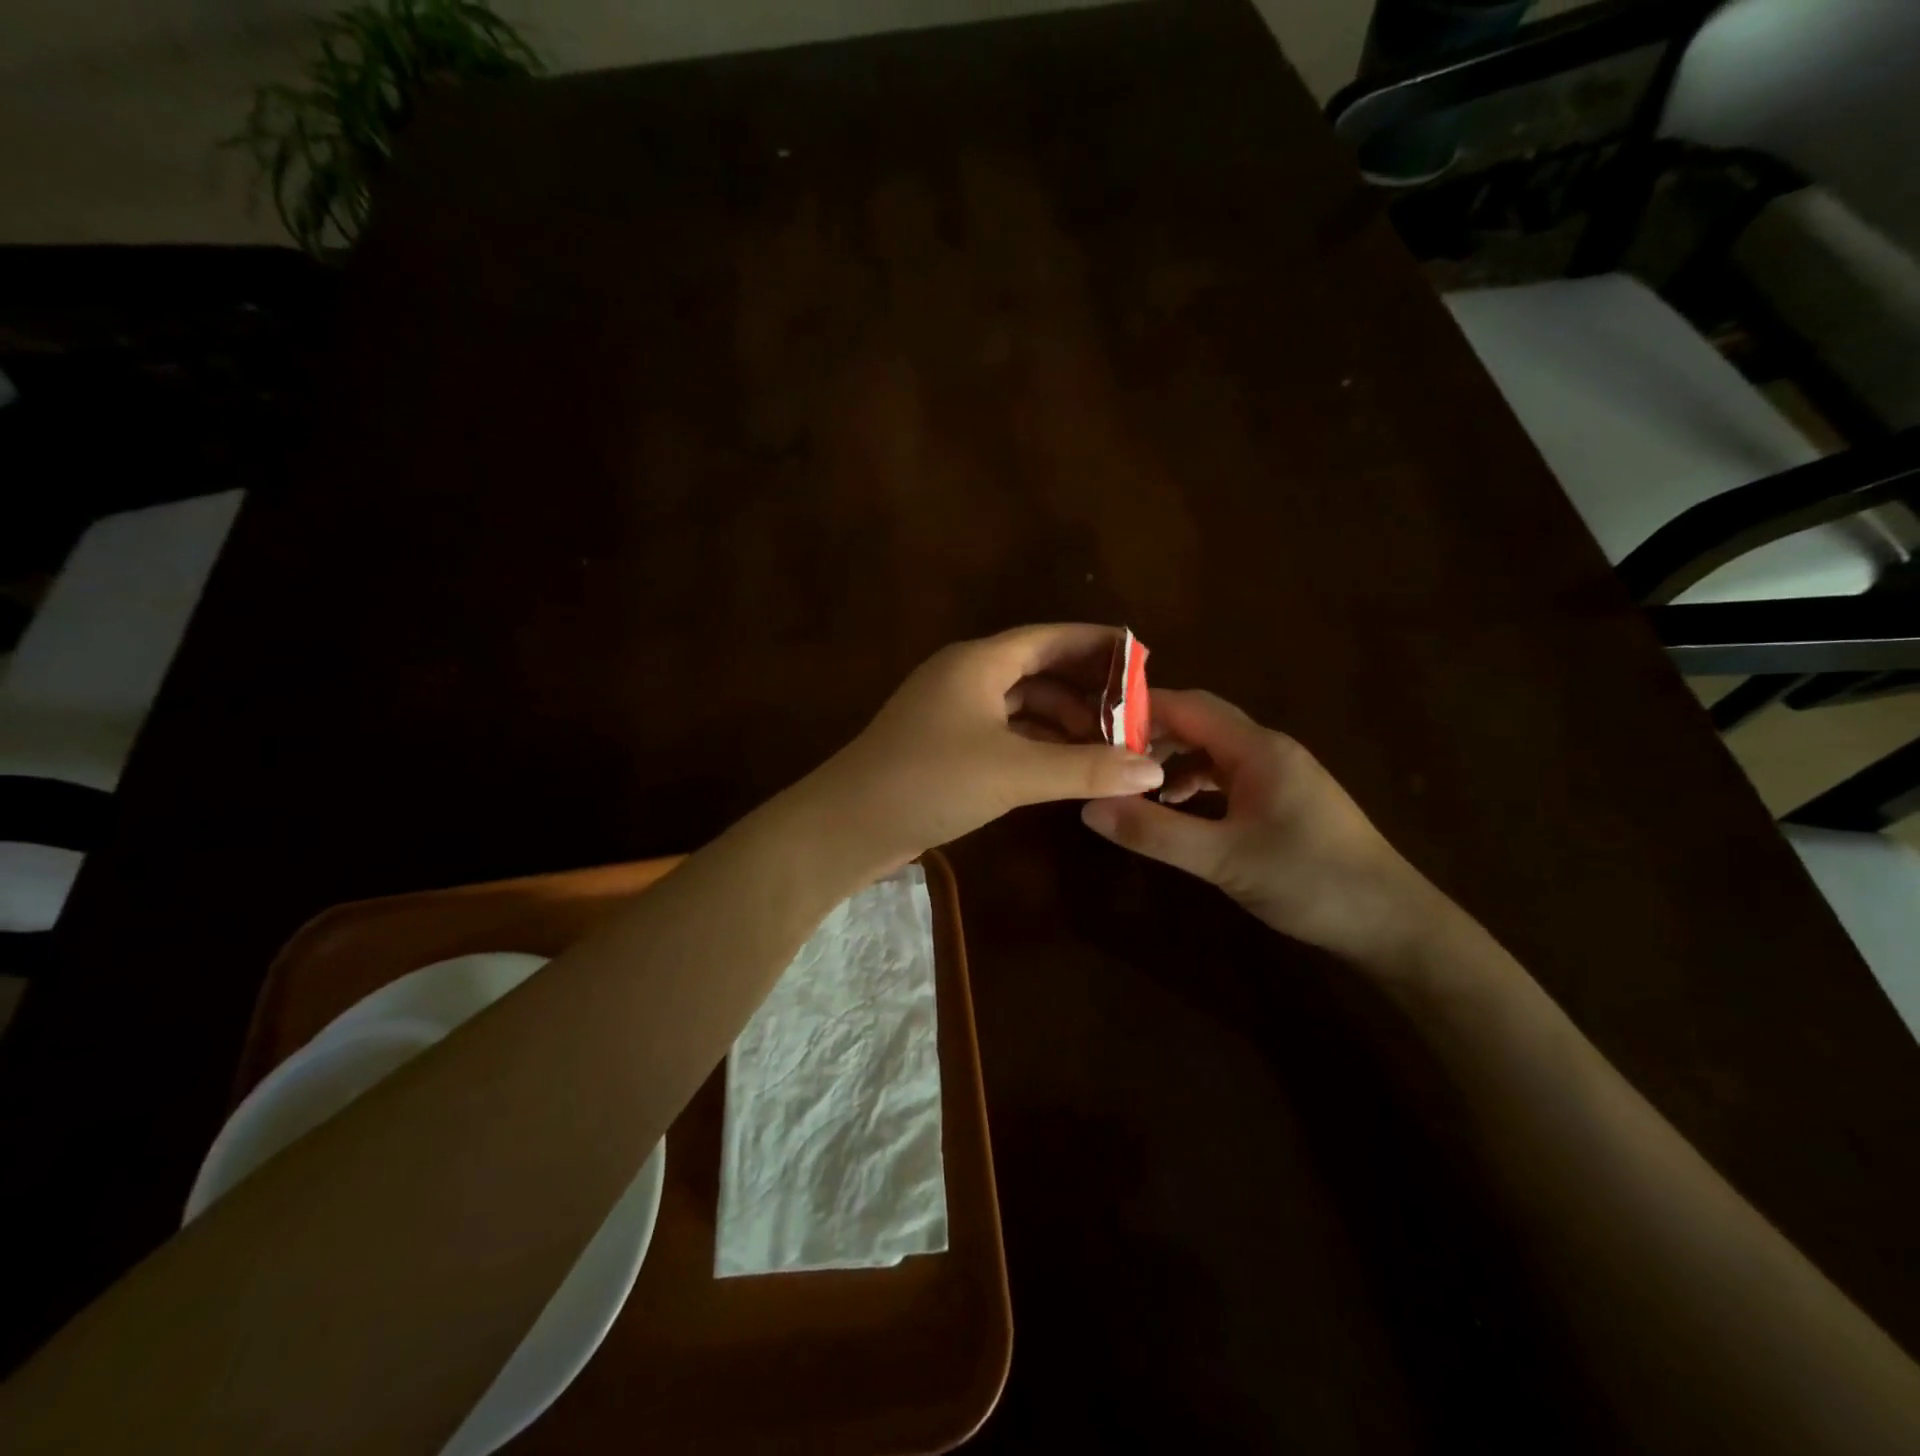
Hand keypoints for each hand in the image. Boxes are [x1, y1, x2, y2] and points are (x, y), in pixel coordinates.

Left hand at [810, 625, 1164, 867]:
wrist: (846, 825)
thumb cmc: (930, 781)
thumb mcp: (1013, 772)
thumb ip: (1085, 768)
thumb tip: (1152, 768)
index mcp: (979, 662)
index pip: (1049, 638)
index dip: (1096, 645)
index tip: (1142, 658)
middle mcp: (965, 676)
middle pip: (1038, 671)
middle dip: (1086, 691)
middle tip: (1134, 716)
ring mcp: (951, 711)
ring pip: (1020, 705)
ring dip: (1062, 721)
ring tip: (1108, 746)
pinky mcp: (944, 745)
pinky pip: (1003, 732)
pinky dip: (1036, 744)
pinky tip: (1064, 766)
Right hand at [1080, 689, 1443, 966]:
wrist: (1393, 923)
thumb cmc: (1311, 881)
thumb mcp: (1223, 859)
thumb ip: (1154, 832)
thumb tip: (1089, 806)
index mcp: (1257, 748)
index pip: (1187, 706)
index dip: (1138, 711)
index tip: (1090, 727)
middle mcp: (1268, 749)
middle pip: (1198, 723)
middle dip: (1150, 736)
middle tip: (1104, 759)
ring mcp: (1278, 773)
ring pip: (1211, 750)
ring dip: (1171, 762)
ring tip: (1133, 787)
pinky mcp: (1283, 798)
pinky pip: (1227, 775)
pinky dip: (1195, 784)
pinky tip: (1177, 809)